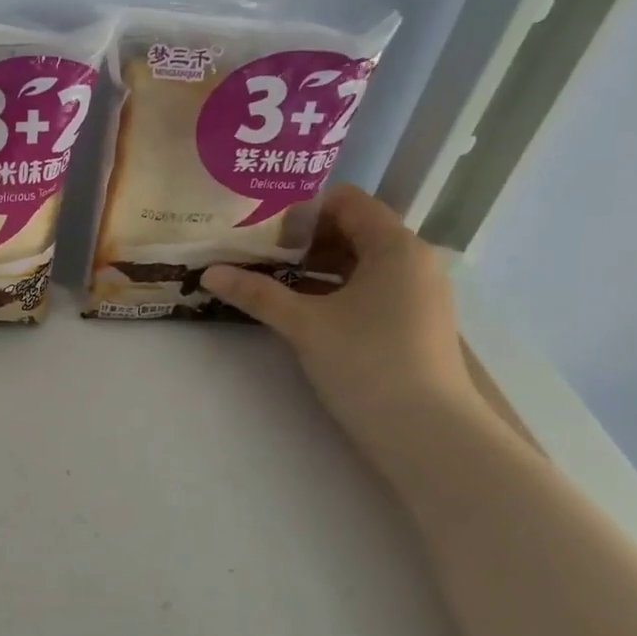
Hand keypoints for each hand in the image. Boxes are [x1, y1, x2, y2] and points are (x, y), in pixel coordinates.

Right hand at [202, 188, 485, 459]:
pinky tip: (302, 310)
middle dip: (304, 239)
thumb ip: (257, 293)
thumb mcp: (305, 324)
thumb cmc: (367, 363)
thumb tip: (209, 272)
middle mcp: (413, 261)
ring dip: (316, 267)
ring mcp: (417, 293)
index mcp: (395, 246)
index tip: (263, 231)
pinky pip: (370, 289)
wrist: (427, 433)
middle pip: (353, 230)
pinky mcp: (413, 323)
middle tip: (258, 256)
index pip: (348, 201)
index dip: (303, 209)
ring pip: (360, 263)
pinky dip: (335, 290)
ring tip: (271, 282)